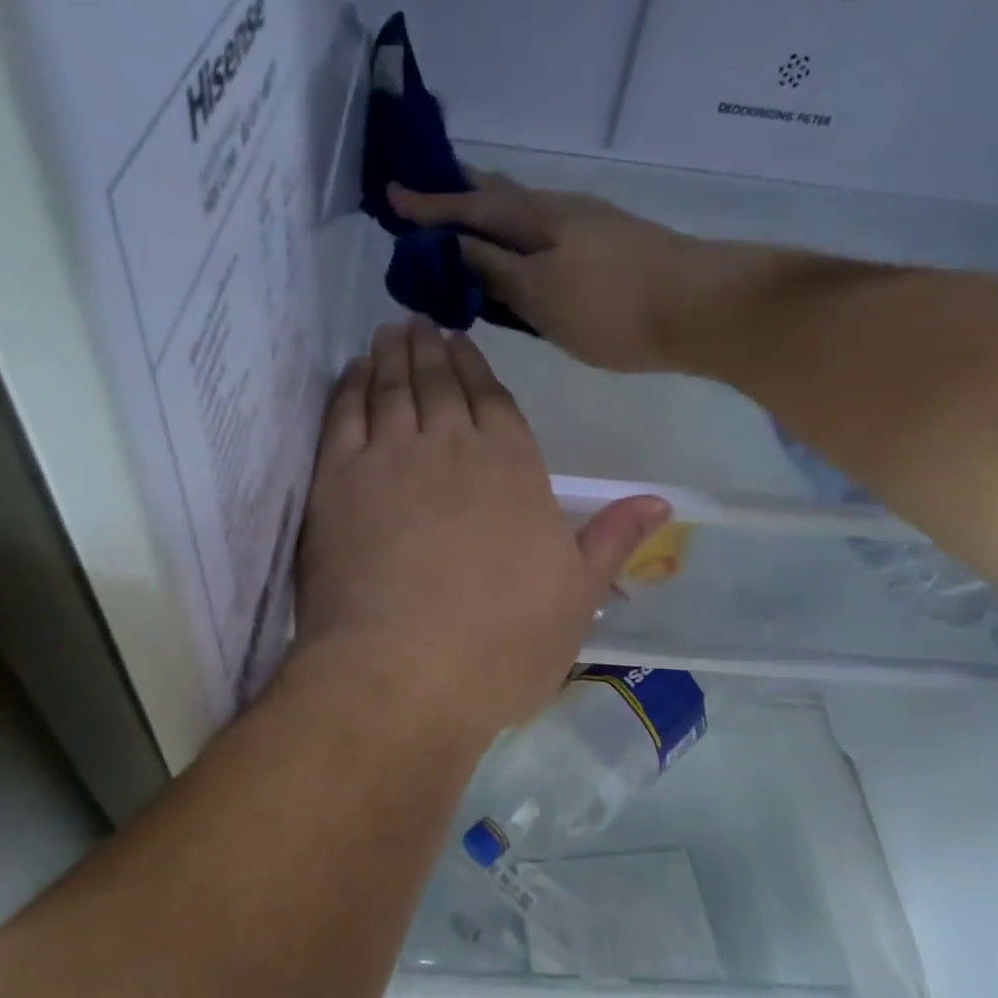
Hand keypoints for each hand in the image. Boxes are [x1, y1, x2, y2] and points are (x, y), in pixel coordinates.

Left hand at [294, 318, 667, 741]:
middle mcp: (453, 449)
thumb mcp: (575, 600)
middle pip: (441, 385)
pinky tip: (350, 373)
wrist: (403, 675)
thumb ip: (611, 541)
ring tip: (389, 333)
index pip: (495, 403)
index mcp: (515, 471)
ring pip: (391, 389)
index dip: (477, 370)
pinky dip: (348, 387)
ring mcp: (390, 459)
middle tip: (420, 323)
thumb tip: (660, 500)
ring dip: (391, 357)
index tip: (461, 344)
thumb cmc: (500, 647)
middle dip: (432, 350)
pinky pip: (342, 415)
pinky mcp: (336, 481)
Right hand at [388, 171, 708, 373]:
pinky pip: (548, 234)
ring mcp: (590, 227)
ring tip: (467, 225)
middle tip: (427, 196)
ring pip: (526, 214)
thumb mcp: (541, 294)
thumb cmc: (613, 307)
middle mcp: (560, 211)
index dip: (430, 204)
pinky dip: (521, 238)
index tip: (391, 194)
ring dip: (492, 215)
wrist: (700, 308)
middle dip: (461, 195)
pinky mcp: (611, 247)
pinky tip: (523, 255)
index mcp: (537, 219)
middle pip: (500, 196)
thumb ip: (495, 270)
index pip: (471, 205)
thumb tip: (453, 247)